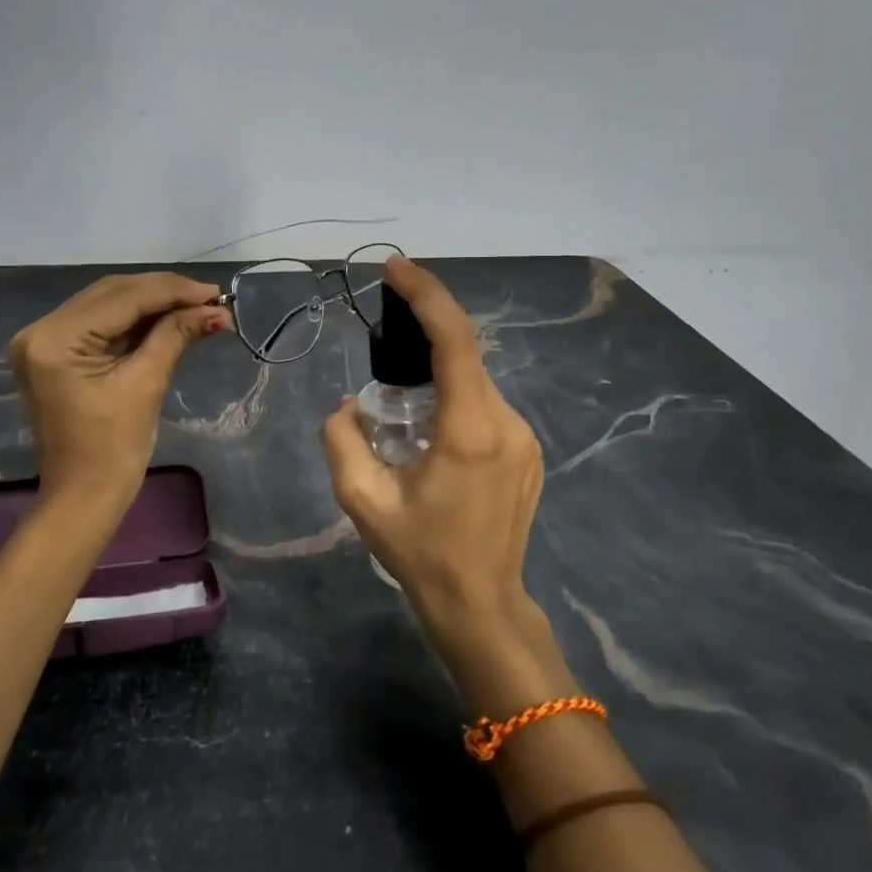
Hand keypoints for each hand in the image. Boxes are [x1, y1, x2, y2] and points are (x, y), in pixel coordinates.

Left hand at [10, 272, 230, 505]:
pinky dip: (135, 319)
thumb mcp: (146, 384)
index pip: (122, 298)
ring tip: (197, 306)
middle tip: (211, 299)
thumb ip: (177, 335)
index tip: (216, 294)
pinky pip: (101, 322)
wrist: (83, 497)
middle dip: (164, 293)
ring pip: (108, 303)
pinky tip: (169, 317)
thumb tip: (217, 310)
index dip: (172, 291)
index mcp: (55, 339)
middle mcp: (40, 329)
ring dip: (152, 302)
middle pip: (112, 293)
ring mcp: (44, 340)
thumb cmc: (113, 450)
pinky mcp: (55, 351)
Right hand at [321, 257, 544, 625]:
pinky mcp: (528, 450)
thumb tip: (348, 407)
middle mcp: (507, 424)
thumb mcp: (362, 501)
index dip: (427, 296)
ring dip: (438, 378)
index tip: (396, 268)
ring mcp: (524, 437)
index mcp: (469, 432)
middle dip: (424, 339)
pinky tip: (430, 433)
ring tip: (402, 411)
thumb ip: (342, 441)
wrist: (480, 603)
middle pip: (464, 357)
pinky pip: (486, 405)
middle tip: (383, 347)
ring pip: (475, 383)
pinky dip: (455, 399)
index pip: (456, 342)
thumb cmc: (420, 554)